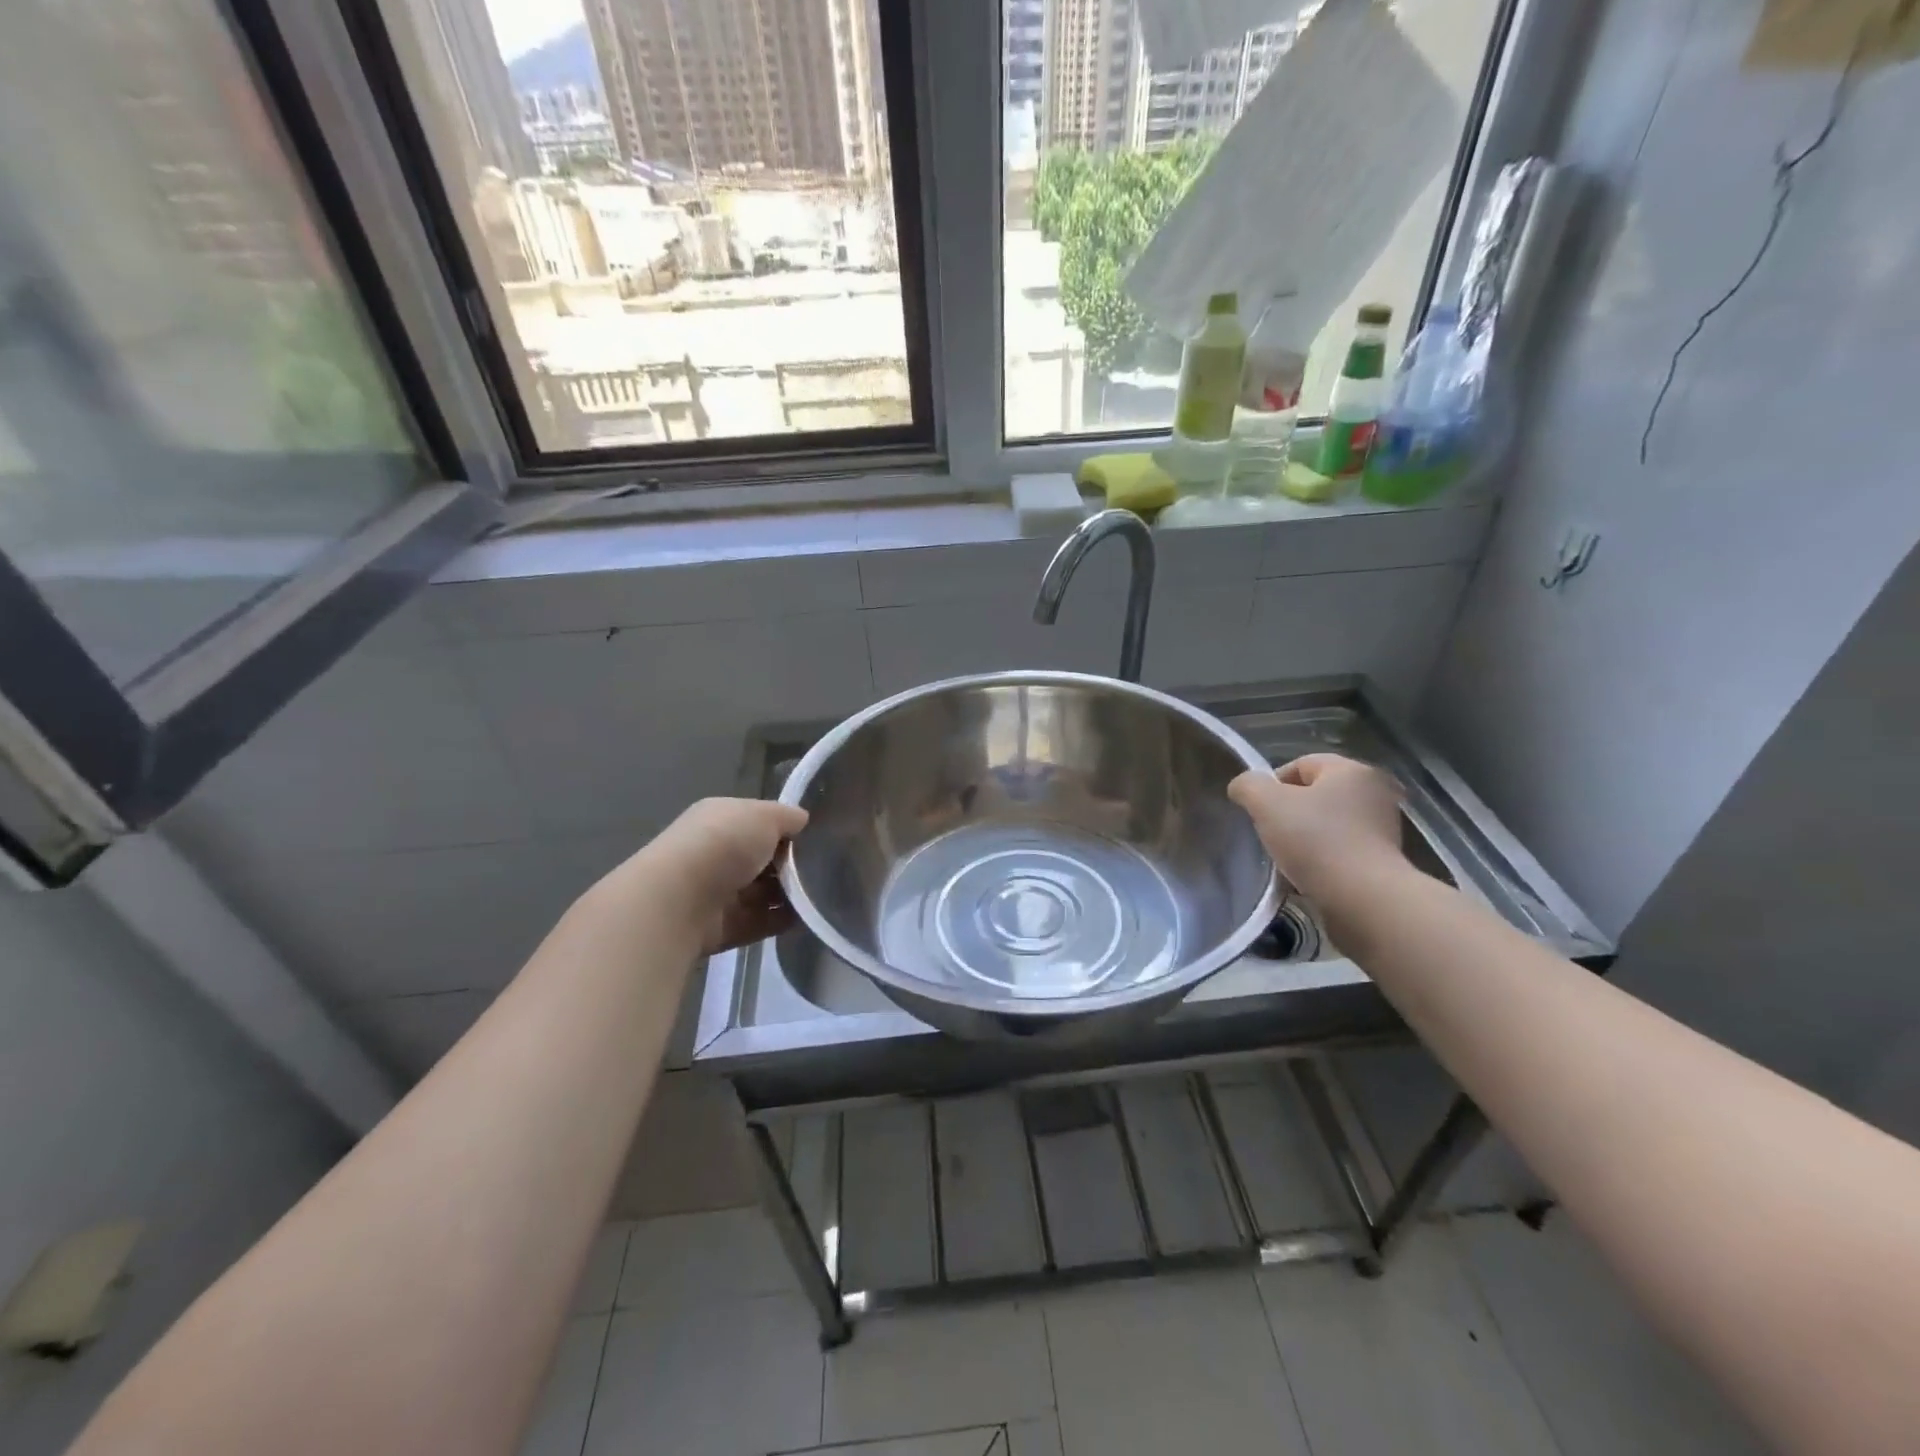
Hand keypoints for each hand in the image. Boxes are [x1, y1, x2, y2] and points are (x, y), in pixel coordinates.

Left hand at [644, 798, 808, 953]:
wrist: (681, 900)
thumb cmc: (724, 844)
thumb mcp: (764, 815)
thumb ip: (787, 817)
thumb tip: (803, 820)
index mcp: (720, 819)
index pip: (759, 822)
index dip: (787, 829)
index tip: (817, 839)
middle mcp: (716, 854)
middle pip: (763, 859)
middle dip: (791, 864)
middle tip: (826, 868)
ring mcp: (717, 893)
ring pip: (763, 892)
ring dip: (790, 894)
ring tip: (824, 894)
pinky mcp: (723, 928)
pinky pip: (761, 922)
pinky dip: (783, 920)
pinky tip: (810, 917)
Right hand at [1229, 753, 1404, 898]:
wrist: (1363, 900)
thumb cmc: (1315, 841)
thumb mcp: (1266, 803)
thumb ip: (1248, 786)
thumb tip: (1243, 787)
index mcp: (1352, 770)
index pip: (1300, 765)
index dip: (1272, 785)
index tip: (1260, 813)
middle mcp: (1375, 793)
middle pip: (1314, 795)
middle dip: (1289, 813)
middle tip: (1272, 835)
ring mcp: (1384, 828)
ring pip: (1327, 825)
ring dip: (1305, 839)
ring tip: (1289, 860)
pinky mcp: (1385, 861)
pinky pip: (1341, 851)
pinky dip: (1323, 860)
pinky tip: (1309, 876)